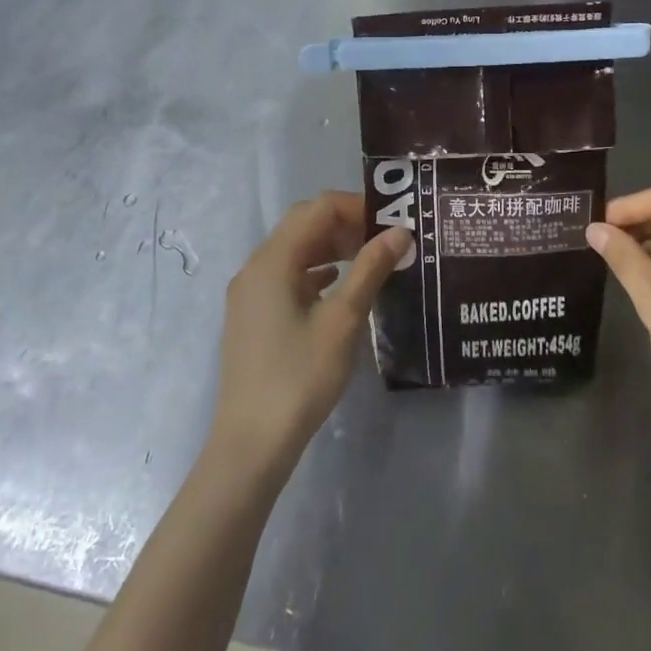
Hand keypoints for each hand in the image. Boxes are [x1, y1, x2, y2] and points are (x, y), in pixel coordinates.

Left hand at [209, 192, 409, 478]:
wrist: (251, 443)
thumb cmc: (300, 377)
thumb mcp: (343, 320)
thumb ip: (370, 269)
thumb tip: (400, 231)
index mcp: (273, 260)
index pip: (318, 208)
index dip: (357, 207)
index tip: (392, 222)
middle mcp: (256, 267)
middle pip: (304, 224)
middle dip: (346, 224)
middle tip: (385, 240)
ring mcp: (250, 293)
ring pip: (295, 250)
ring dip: (332, 246)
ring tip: (371, 261)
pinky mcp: (253, 315)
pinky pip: (287, 275)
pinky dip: (316, 270)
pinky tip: (340, 286)